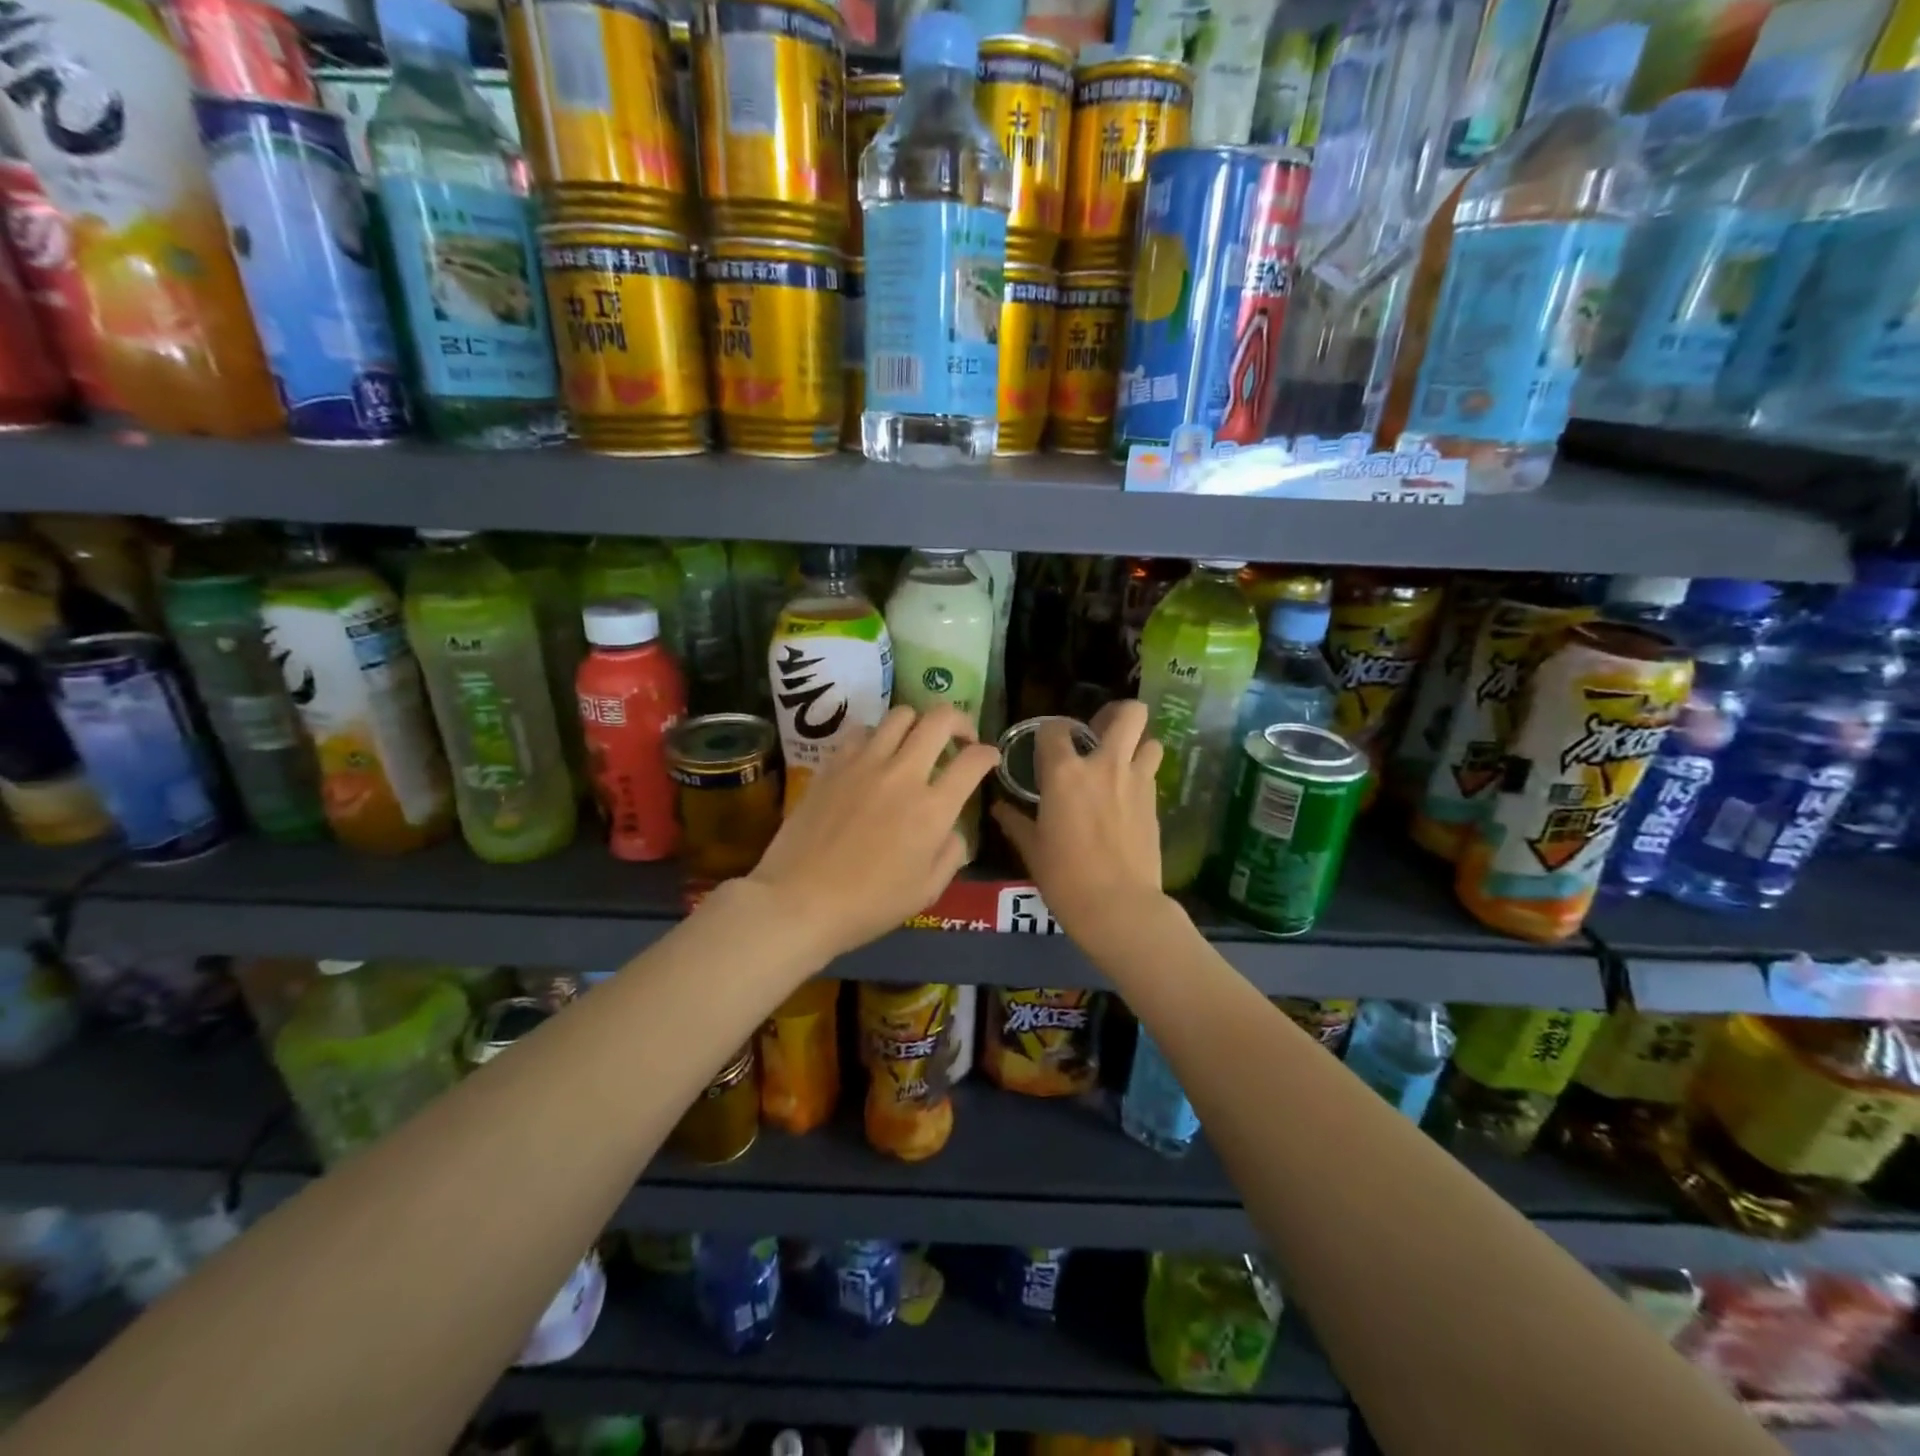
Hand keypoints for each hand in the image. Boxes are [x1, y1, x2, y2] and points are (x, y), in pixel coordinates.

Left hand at [747, 704, 999, 962]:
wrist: (799, 901)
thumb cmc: (868, 905)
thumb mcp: (926, 891)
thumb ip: (951, 853)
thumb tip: (952, 828)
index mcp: (933, 808)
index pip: (973, 761)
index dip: (988, 754)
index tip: (989, 757)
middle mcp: (903, 774)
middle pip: (939, 720)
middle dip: (959, 721)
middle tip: (959, 738)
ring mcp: (864, 764)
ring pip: (900, 715)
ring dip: (917, 723)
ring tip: (915, 742)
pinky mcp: (832, 764)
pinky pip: (861, 731)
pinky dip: (876, 736)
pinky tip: (874, 755)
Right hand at [991, 699, 1165, 939]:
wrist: (1119, 907)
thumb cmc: (1066, 878)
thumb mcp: (1033, 850)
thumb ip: (1016, 822)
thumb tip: (999, 809)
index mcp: (1065, 773)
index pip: (1054, 729)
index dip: (1048, 734)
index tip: (1045, 749)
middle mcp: (1104, 765)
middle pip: (1128, 714)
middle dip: (1116, 714)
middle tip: (1099, 733)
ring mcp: (1136, 781)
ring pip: (1151, 740)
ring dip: (1137, 744)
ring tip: (1121, 762)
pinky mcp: (1156, 802)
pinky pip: (1151, 773)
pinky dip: (1141, 774)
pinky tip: (1127, 796)